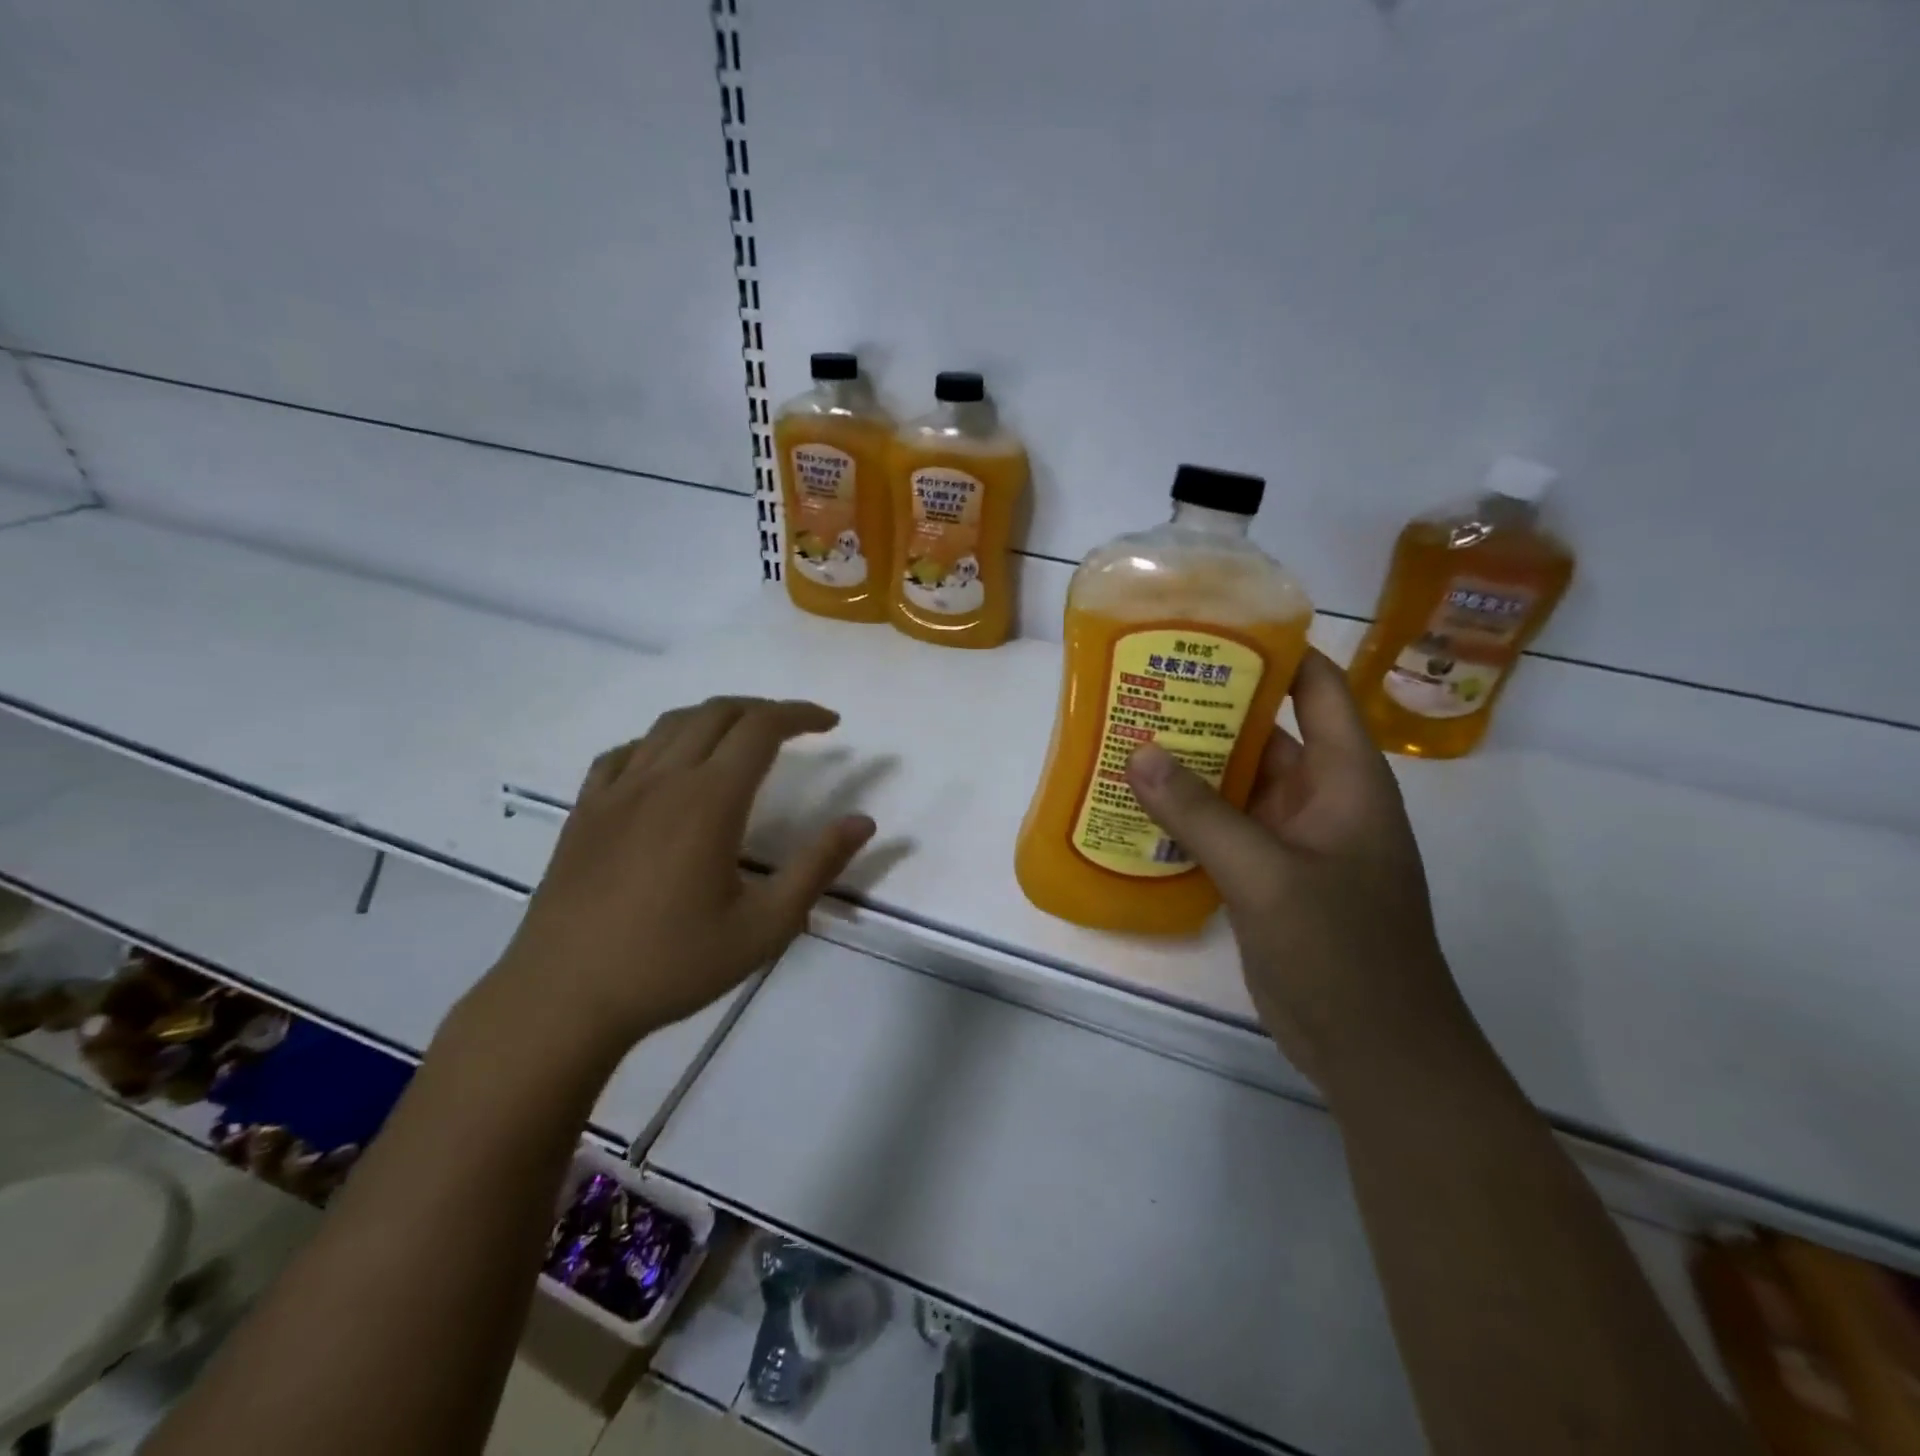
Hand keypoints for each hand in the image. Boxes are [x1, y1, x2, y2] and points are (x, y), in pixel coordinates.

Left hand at [483, 697, 874, 1059]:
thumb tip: (863, 821)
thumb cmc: (672, 965)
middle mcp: (663, 780)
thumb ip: (817, 868)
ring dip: (715, 717)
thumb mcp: (764, 927)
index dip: (800, 715)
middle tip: (795, 728)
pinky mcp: (584, 811)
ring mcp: (616, 791)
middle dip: (763, 709)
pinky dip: (661, 742)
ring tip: (741, 738)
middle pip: (718, 713)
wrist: (563, 999)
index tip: (831, 724)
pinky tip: (668, 766)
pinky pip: (624, 752)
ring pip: (670, 724)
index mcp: (709, 800)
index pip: (761, 728)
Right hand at [1125, 650, 1464, 1086]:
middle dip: (1210, 709)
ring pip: (1240, 783)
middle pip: (1267, 732)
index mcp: (1346, 778)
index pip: (1317, 688)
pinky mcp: (1272, 876)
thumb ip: (1200, 813)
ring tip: (1128, 737)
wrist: (1375, 1051)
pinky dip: (1190, 815)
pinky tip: (1140, 807)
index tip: (1211, 631)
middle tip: (1143, 685)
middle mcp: (1323, 798)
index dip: (1274, 652)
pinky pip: (1227, 828)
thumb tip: (1138, 752)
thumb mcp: (1266, 874)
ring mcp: (1296, 839)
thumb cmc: (1341, 951)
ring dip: (1192, 765)